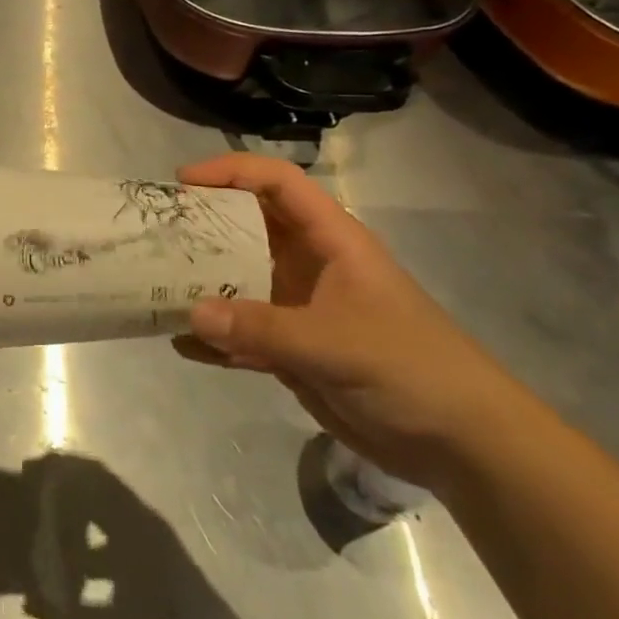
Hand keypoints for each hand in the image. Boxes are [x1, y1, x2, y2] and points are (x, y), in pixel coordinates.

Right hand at [174, 154, 531, 489]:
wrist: (464, 446)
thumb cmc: (411, 369)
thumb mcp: (336, 343)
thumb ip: (262, 328)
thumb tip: (189, 313)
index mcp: (331, 241)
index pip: (277, 184)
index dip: (231, 172)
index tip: (183, 182)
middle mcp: (309, 266)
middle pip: (248, 228)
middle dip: (203, 225)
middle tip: (155, 232)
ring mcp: (300, 309)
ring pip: (239, 281)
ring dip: (202, 283)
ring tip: (154, 283)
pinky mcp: (293, 351)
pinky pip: (242, 334)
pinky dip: (214, 338)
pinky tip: (182, 345)